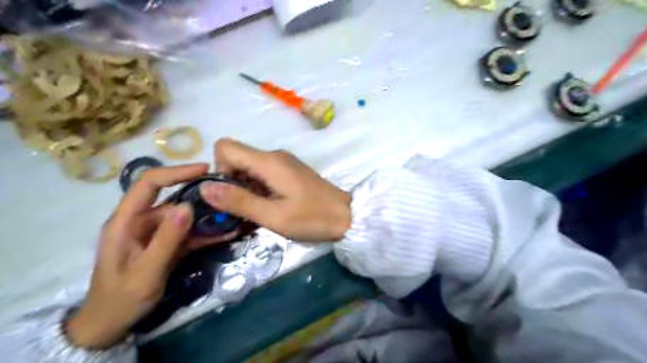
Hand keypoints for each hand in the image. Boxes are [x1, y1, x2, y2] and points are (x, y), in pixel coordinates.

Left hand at [65, 164, 235, 348]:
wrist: (112, 323)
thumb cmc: (122, 298)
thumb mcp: (146, 271)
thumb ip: (167, 239)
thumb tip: (188, 206)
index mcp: (126, 221)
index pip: (149, 184)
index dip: (176, 172)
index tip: (205, 170)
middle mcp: (142, 221)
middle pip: (173, 200)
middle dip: (200, 197)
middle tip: (228, 195)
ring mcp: (156, 233)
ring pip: (185, 217)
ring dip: (208, 217)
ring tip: (233, 215)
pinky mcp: (167, 244)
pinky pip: (189, 233)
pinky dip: (207, 233)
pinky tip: (227, 233)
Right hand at [200, 138, 350, 240]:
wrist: (346, 216)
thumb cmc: (312, 218)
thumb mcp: (274, 216)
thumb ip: (239, 201)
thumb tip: (205, 187)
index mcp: (269, 162)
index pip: (226, 147)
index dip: (220, 169)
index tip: (231, 194)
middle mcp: (274, 155)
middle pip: (237, 157)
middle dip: (232, 182)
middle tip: (245, 209)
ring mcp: (284, 162)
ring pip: (249, 167)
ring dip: (245, 188)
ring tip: (259, 211)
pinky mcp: (289, 171)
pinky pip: (263, 173)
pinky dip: (258, 188)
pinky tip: (270, 206)